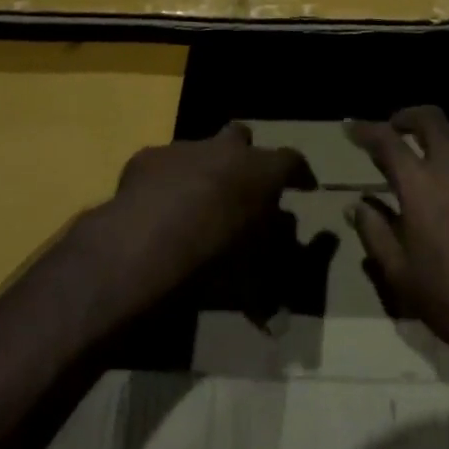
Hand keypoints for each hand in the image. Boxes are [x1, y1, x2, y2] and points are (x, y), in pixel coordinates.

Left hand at [83, 123, 311, 320]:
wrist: (143, 247)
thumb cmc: (211, 260)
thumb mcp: (252, 279)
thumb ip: (270, 283)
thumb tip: (278, 311)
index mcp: (261, 171)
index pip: (293, 161)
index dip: (300, 174)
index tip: (305, 186)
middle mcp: (225, 149)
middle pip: (241, 137)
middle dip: (244, 156)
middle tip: (242, 185)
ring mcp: (183, 149)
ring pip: (199, 149)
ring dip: (202, 169)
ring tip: (194, 203)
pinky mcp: (147, 158)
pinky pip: (162, 166)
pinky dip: (164, 183)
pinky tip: (156, 209)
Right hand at [349, 107, 448, 398]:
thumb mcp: (402, 276)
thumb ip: (375, 232)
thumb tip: (355, 205)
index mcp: (422, 184)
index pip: (385, 139)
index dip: (364, 129)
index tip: (352, 127)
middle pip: (430, 119)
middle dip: (408, 118)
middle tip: (398, 129)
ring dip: (446, 152)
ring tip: (441, 176)